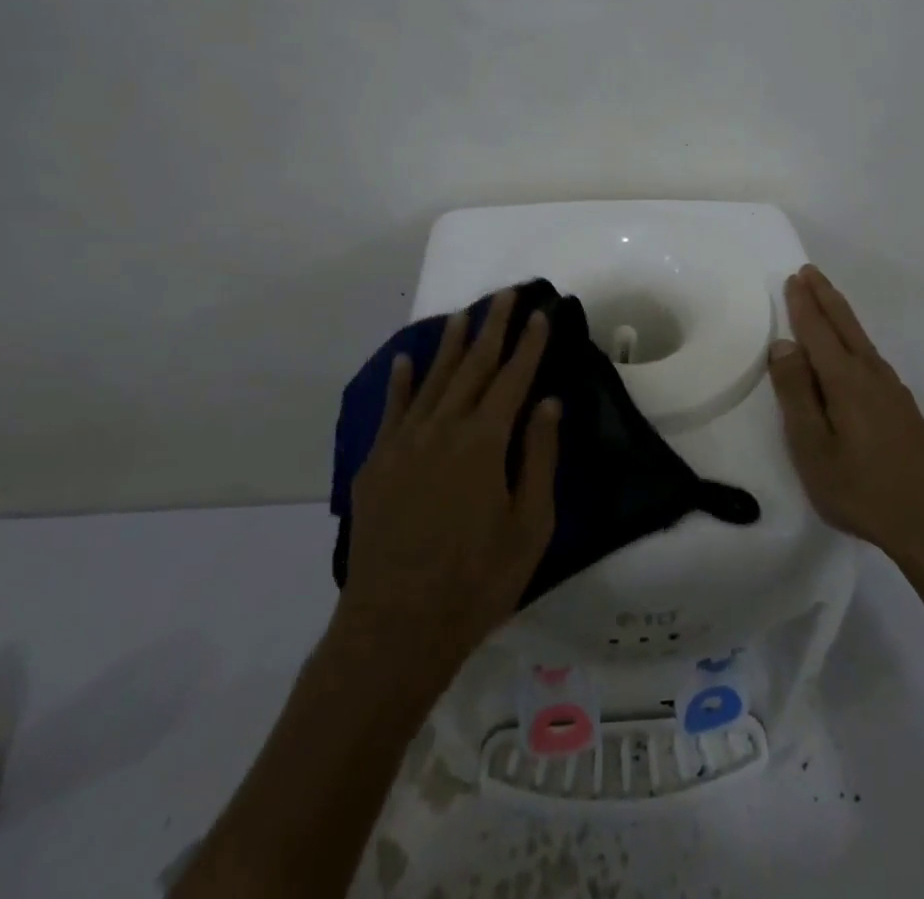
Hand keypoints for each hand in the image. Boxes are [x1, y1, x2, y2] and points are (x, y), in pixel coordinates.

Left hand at [340, 289, 561, 683]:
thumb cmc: (477, 582)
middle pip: (473, 366)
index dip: (528, 343)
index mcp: (484, 442)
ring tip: (463, 314)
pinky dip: (399, 382)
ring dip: (450, 344)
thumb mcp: (529, 526)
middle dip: (492, 327)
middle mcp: (443, 429)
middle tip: (505, 294)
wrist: (395, 628)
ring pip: (432, 380)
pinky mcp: (376, 464)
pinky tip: (404, 360)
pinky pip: (391, 410)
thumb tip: (547, 403)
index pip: (513, 378)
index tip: (540, 312)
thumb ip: (538, 458)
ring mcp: (403, 444)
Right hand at [769, 265, 923, 565]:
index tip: (793, 278)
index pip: (818, 331)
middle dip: (825, 296)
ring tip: (826, 301)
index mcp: (846, 381)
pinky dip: (854, 338)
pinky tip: (853, 351)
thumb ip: (796, 394)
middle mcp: (871, 374)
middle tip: (809, 271)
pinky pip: (871, 356)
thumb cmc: (861, 489)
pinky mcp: (903, 407)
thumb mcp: (813, 448)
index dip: (803, 304)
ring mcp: (892, 390)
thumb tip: (784, 345)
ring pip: (861, 339)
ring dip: (840, 314)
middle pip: (845, 325)